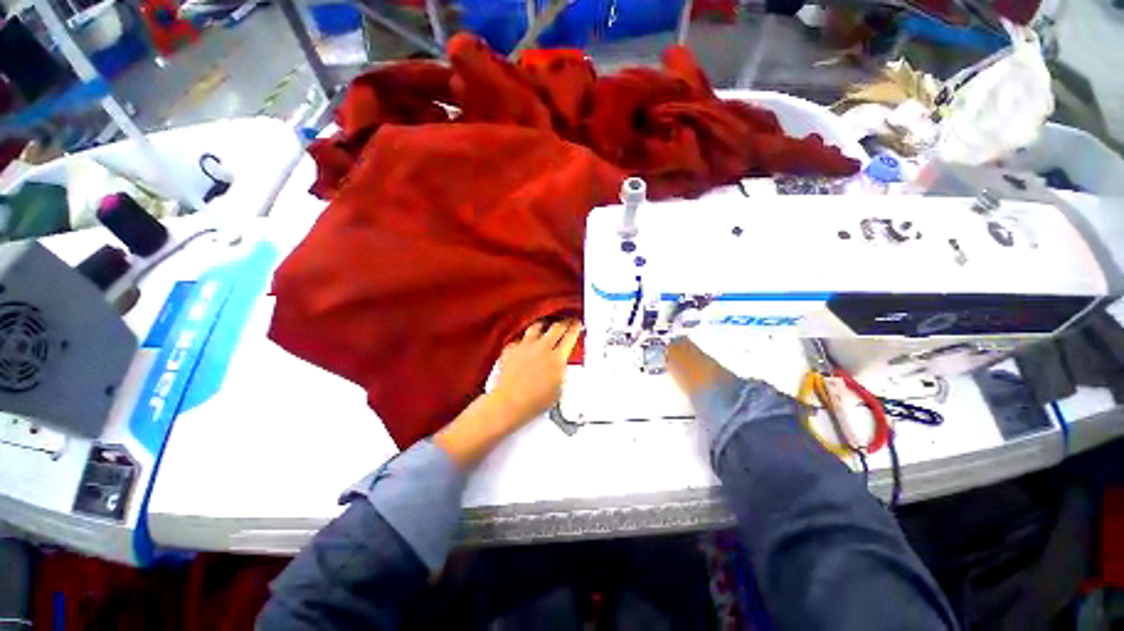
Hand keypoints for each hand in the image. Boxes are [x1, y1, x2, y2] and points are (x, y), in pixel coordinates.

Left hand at [435, 320, 580, 467]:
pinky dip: (524, 339)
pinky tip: (525, 341)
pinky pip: (519, 338)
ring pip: (537, 326)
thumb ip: (561, 372)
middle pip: (556, 327)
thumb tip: (560, 366)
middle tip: (566, 322)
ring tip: (546, 325)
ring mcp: (525, 346)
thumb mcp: (559, 389)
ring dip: (544, 325)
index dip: (575, 327)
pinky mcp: (511, 349)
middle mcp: (542, 348)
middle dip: (563, 322)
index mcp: (557, 358)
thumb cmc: (534, 401)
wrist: (510, 402)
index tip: (577, 323)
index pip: (570, 336)